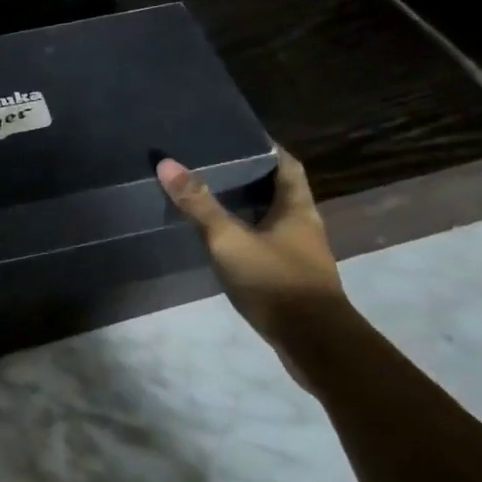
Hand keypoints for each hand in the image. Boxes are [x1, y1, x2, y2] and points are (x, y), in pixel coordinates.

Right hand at [156, 147, 349, 369]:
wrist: (315, 346)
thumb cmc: (276, 282)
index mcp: (297, 207)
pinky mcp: (292, 280)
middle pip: (278, 190)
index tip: (237, 135)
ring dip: (247, 209)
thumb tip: (167, 163)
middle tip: (213, 164)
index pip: (286, 164)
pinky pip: (267, 246)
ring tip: (210, 198)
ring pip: (272, 220)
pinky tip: (223, 242)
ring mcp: (300, 255)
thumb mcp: (230, 240)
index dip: (266, 147)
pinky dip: (247, 237)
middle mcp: (304, 226)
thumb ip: (199, 204)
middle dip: (250, 177)